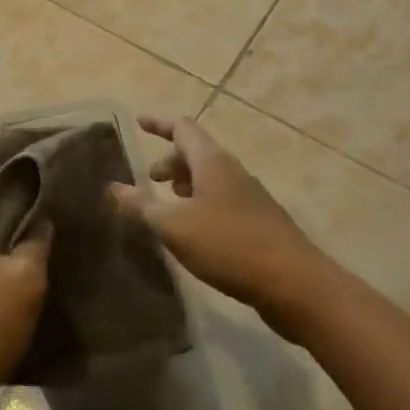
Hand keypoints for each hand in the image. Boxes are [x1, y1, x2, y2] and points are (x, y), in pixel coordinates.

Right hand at [115, 115, 335, 338]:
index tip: (139, 122)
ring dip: (186, 186)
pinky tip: (195, 234)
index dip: (158, 124)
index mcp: (212, 162)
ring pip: (211, 179)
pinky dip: (202, 206)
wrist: (297, 286)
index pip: (182, 128)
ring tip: (168, 206)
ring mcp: (251, 198)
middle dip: (170, 162)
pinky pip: (223, 202)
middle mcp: (233, 172)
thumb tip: (112, 188)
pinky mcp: (260, 224)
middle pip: (197, 153)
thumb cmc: (229, 245)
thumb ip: (141, 206)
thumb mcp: (175, 226)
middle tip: (149, 179)